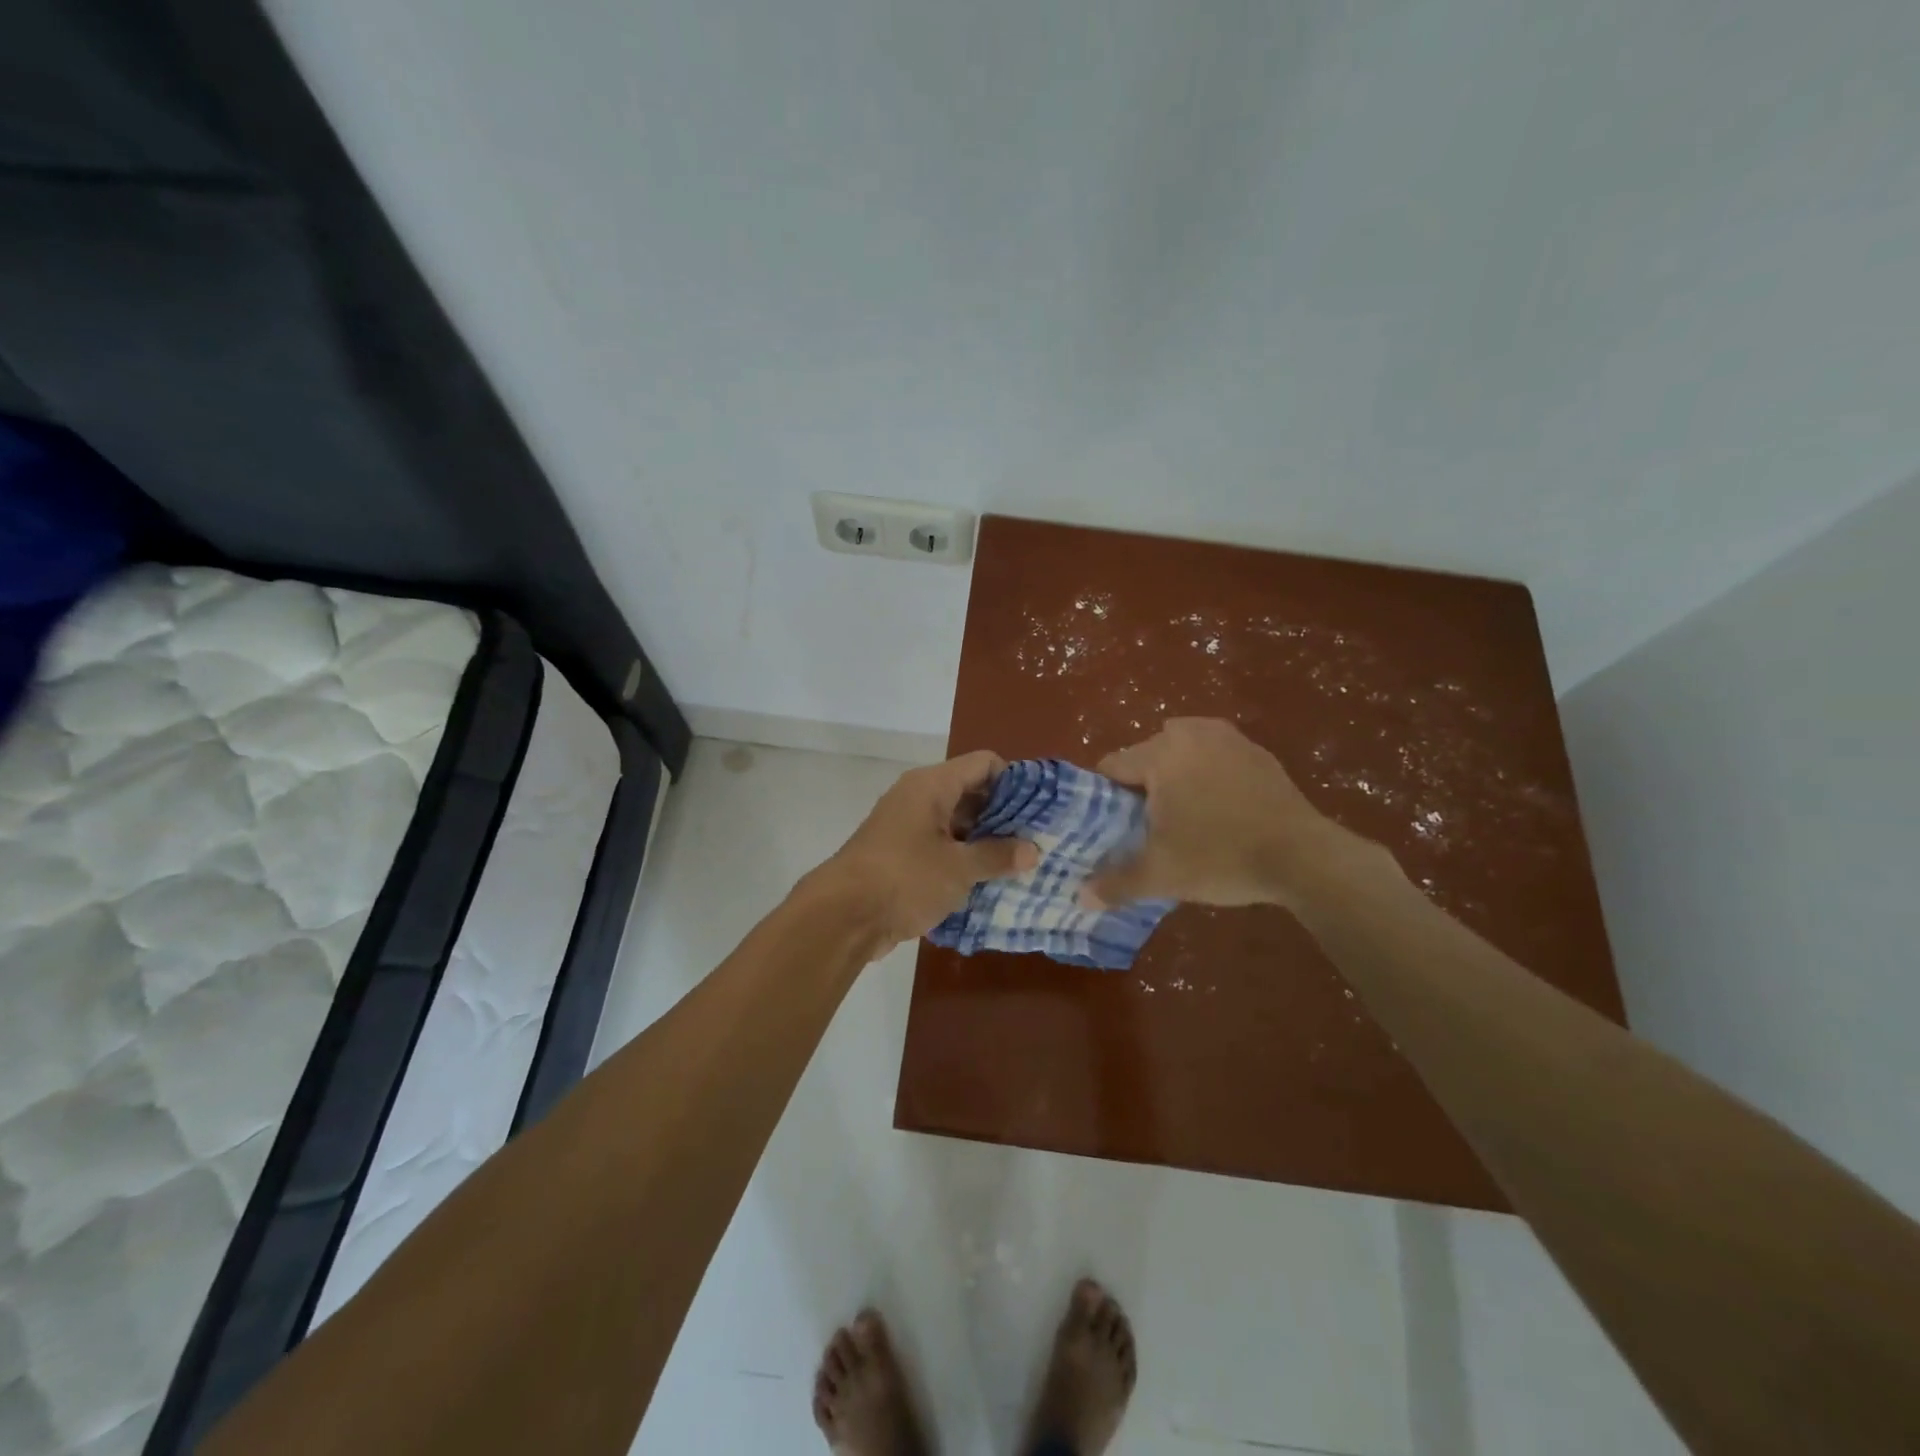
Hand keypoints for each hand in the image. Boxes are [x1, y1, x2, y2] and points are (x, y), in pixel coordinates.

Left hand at [815, 750, 1038, 950]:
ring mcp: (908, 826)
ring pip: (957, 823)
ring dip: (985, 842)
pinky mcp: (901, 855)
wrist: (842, 916)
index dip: (1015, 782)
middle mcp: (919, 797)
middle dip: (1004, 816)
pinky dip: (963, 859)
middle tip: (1038, 841)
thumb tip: (1032, 850)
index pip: (984, 764)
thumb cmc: (904, 879)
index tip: (1040, 810)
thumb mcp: (959, 868)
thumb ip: (997, 855)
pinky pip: (941, 847)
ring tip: (1021, 864)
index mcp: (932, 785)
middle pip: (972, 792)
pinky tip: (989, 882)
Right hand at [1086, 718, 1360, 910]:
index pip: (1112, 766)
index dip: (1104, 797)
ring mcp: (1230, 739)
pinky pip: (1216, 756)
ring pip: (1183, 750)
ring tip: (1184, 815)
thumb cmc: (1220, 857)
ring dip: (1176, 775)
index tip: (1112, 826)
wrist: (1303, 857)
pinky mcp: (1259, 753)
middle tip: (1148, 826)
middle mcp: (1191, 734)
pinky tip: (1220, 810)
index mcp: (1160, 753)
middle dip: (1142, 786)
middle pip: (1147, 755)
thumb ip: (1115, 884)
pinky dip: (1209, 775)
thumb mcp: (1160, 875)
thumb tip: (1080, 898)